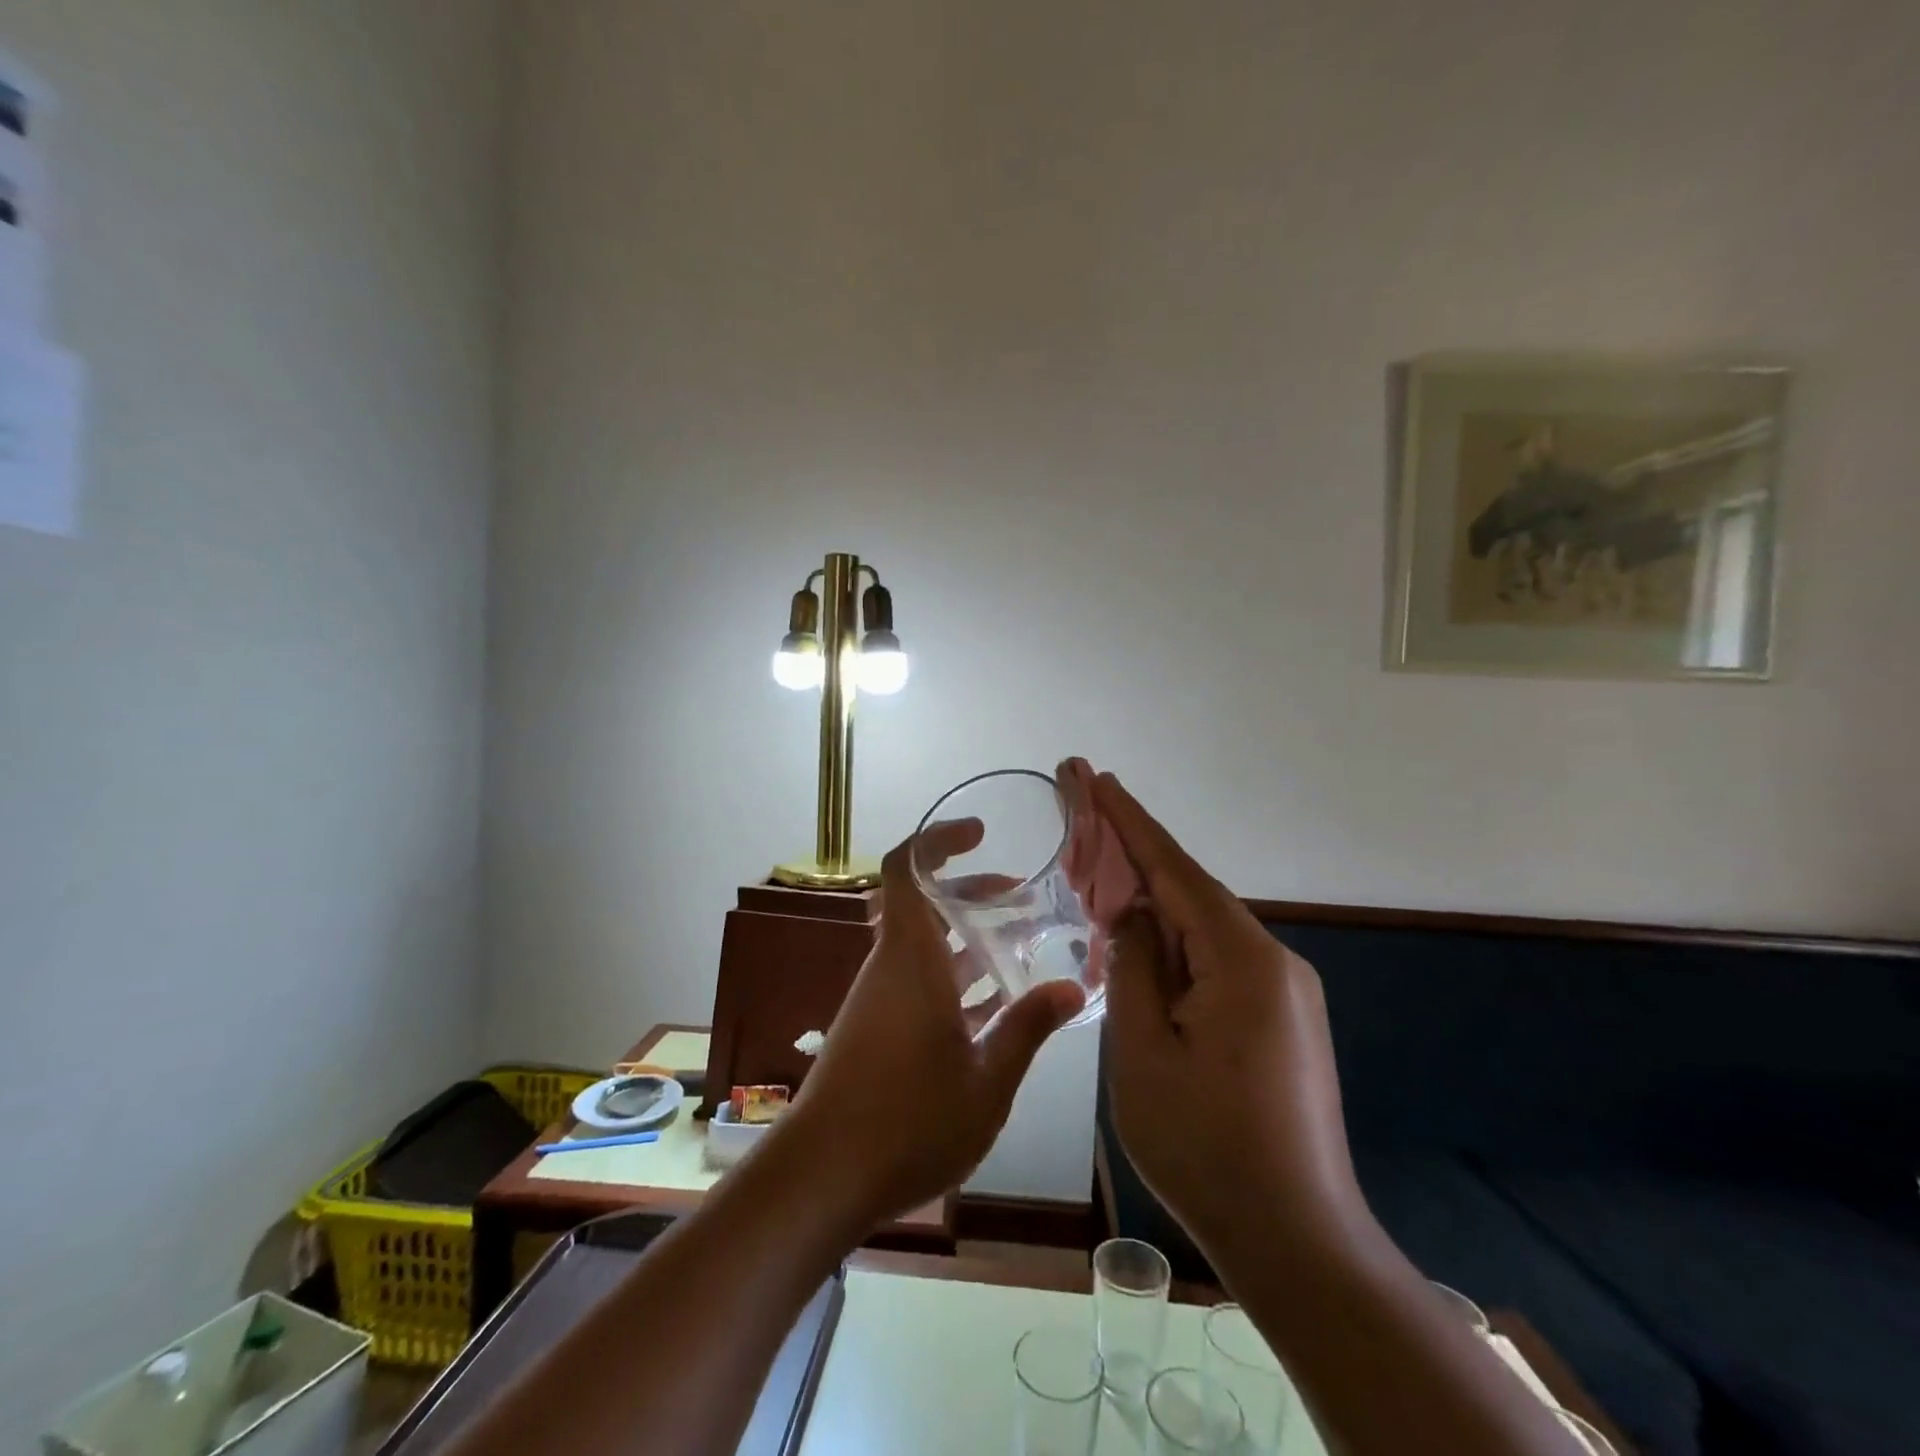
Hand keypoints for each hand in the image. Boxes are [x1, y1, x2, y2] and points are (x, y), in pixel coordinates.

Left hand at [779, 822, 1085, 1226]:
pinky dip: (952, 976)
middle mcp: (889, 967)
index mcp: (910, 959)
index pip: (907, 870)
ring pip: (923, 945)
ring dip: (966, 938)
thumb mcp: (986, 1080)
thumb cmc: (908, 1121)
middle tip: (1019, 896)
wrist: (821, 1177)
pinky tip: (991, 1007)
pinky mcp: (873, 1028)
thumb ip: (1028, 1028)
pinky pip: (916, 980)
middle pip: (923, 904)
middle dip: (970, 891)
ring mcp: (877, 998)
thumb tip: (1072, 987)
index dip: (937, 839)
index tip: (979, 832)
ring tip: (1018, 947)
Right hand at [1094, 773, 1365, 1262]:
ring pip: (1202, 929)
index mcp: (1241, 959)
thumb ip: (1133, 966)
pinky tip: (1142, 947)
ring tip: (1099, 885)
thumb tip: (1131, 915)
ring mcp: (1283, 991)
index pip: (1174, 869)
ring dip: (1151, 906)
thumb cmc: (1205, 1145)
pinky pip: (1217, 961)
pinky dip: (1174, 945)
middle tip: (1083, 822)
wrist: (1298, 1241)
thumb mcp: (1142, 1050)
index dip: (1129, 821)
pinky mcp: (1282, 1019)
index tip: (1096, 777)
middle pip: (1190, 893)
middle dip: (1134, 858)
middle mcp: (1272, 961)